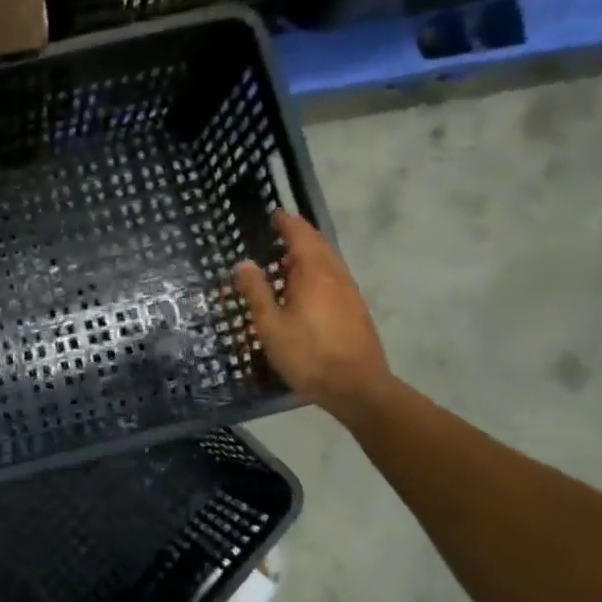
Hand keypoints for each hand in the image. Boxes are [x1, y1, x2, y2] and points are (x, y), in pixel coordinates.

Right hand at [234, 211, 393, 417]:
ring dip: (309, 254)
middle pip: (318, 244)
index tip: (274, 213)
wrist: (357, 387)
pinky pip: (334, 277)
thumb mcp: (271, 326)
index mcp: (313, 273)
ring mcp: (349, 292)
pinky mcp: (355, 309)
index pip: (300, 235)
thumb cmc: (308, 355)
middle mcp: (335, 275)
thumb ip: (256, 292)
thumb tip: (244, 263)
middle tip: (278, 232)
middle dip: (299, 235)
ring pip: (328, 261)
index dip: (286, 223)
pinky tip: (306, 288)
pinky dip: (318, 271)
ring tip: (287, 259)